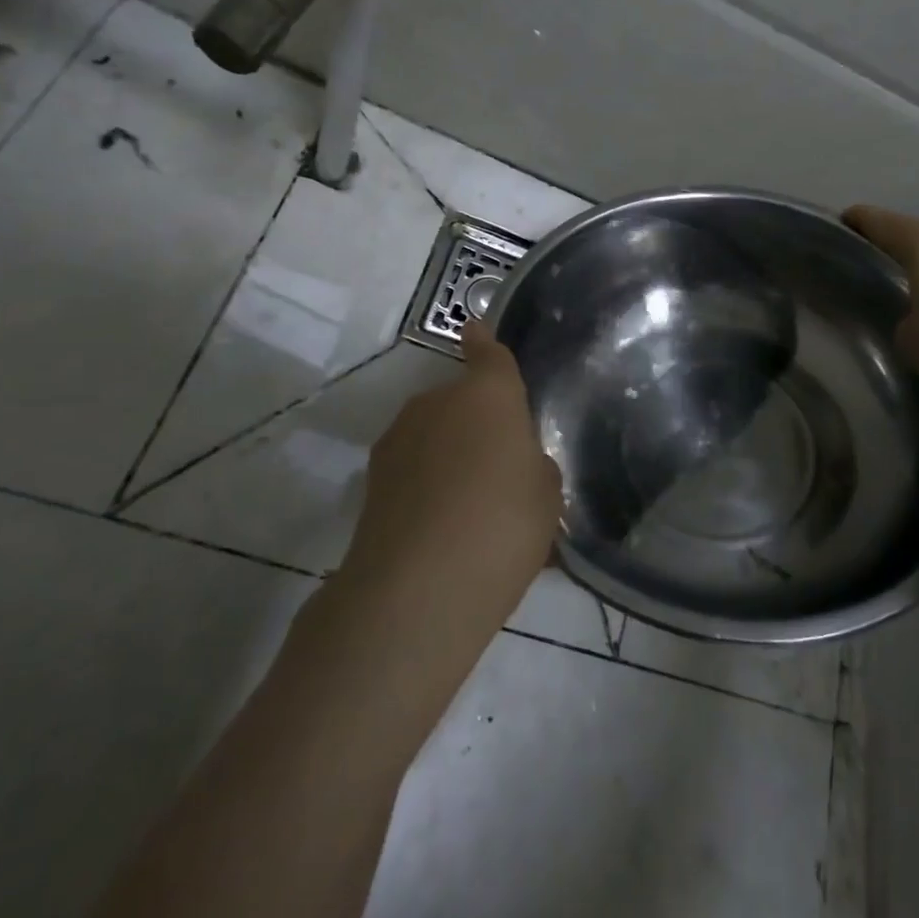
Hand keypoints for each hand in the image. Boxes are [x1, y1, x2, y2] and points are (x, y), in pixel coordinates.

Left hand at [344, 322, 562, 621]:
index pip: (488, 353)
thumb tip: (516, 463)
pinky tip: (440, 529)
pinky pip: (412, 469)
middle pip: (461, 401)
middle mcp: (437, 402)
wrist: (417, 588)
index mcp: (488, 394)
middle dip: (477, 423)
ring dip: (449, 455)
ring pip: (433, 435)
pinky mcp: (372, 479)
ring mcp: (398, 438)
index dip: (484, 341)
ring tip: (468, 508)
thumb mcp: (546, 495)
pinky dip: (425, 486)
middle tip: (499, 470)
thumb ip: (533, 466)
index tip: (476, 329)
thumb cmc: (502, 525)